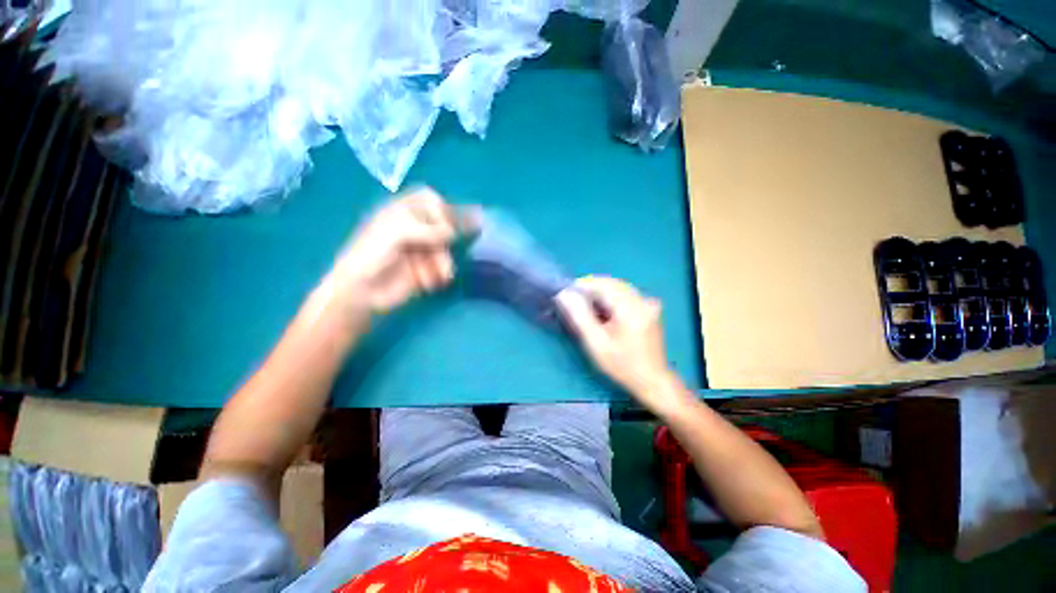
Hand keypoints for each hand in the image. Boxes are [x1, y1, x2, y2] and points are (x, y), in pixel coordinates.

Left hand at [326, 188, 477, 317]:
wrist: (361, 291)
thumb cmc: (370, 255)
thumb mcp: (395, 233)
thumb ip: (426, 229)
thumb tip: (453, 232)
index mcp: (401, 213)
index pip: (428, 200)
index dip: (439, 208)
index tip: (443, 222)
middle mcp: (413, 229)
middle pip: (441, 225)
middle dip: (446, 237)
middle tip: (446, 246)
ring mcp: (420, 249)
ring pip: (444, 248)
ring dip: (444, 260)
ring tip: (442, 274)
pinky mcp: (425, 269)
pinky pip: (442, 267)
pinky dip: (440, 273)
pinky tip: (431, 282)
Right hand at [557, 276, 683, 408]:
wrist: (652, 381)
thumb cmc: (622, 365)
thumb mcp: (596, 343)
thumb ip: (580, 316)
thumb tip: (565, 294)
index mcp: (630, 307)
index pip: (602, 284)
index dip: (582, 285)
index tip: (566, 295)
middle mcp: (641, 299)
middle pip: (610, 282)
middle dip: (590, 288)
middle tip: (574, 301)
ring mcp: (647, 302)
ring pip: (618, 286)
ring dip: (600, 292)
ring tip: (586, 306)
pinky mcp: (648, 307)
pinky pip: (625, 293)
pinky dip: (611, 297)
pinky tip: (603, 311)